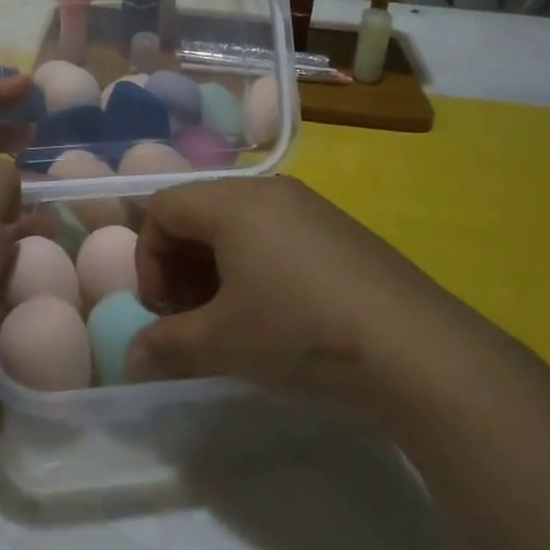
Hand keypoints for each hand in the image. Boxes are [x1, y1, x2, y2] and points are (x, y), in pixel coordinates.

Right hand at [128, 176, 450, 424]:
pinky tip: (279, 316)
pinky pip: (277, 235)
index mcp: (233, 201)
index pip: (164, 207)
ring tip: (232, 321)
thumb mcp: (224, 344)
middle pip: (200, 212)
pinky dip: (257, 267)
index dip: (149, 258)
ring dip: (218, 269)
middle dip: (182, 265)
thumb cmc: (301, 334)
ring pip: (239, 225)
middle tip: (193, 319)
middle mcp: (269, 191)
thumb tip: (131, 358)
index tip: (164, 311)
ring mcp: (310, 207)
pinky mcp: (339, 231)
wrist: (418, 352)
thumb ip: (167, 346)